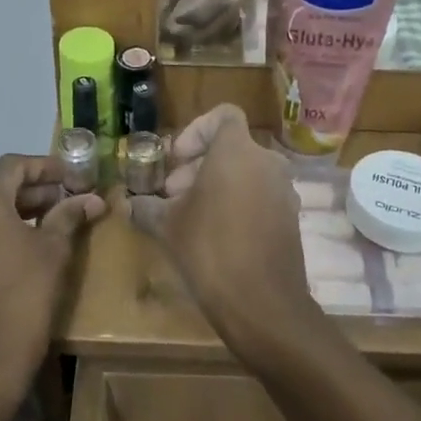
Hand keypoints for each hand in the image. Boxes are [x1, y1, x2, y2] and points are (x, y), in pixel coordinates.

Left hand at [0, 155, 104, 399]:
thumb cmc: (26, 296)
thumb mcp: (54, 250)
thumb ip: (69, 215)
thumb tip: (92, 199)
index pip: (12, 166)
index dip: (44, 166)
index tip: (68, 176)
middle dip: (28, 192)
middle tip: (60, 202)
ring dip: (7, 213)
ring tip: (39, 226)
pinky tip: (11, 253)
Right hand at [131, 104, 326, 360]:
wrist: (262, 304)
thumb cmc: (209, 250)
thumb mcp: (167, 226)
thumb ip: (146, 207)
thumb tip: (130, 205)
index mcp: (237, 152)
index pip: (223, 115)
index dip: (195, 131)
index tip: (176, 161)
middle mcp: (267, 163)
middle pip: (230, 148)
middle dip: (198, 166)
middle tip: (172, 196)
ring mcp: (284, 191)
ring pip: (245, 173)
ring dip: (216, 186)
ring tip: (190, 218)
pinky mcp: (291, 218)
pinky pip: (260, 196)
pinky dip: (237, 204)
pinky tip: (215, 237)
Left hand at [161, 0, 263, 43]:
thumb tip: (160, 6)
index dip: (197, 14)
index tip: (176, 21)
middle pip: (229, 14)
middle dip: (203, 31)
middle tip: (179, 36)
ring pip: (237, 19)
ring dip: (213, 32)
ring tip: (190, 34)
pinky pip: (242, 16)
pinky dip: (223, 25)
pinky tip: (206, 26)